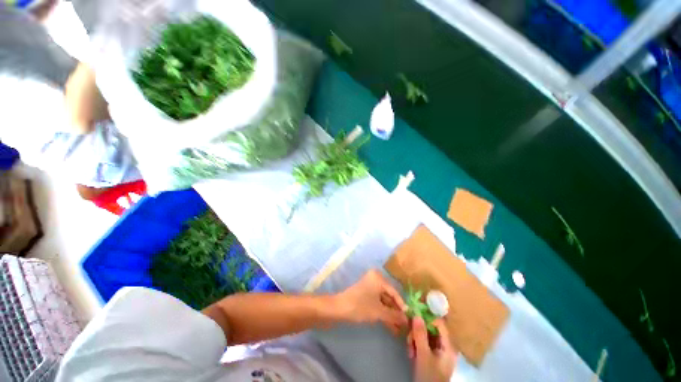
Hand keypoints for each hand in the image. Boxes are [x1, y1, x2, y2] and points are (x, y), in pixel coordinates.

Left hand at [334, 270, 407, 334]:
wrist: (339, 309)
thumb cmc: (360, 306)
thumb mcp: (379, 312)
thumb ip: (394, 315)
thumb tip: (407, 320)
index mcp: (378, 278)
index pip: (395, 292)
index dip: (402, 306)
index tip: (410, 318)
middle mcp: (375, 279)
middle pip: (389, 297)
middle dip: (396, 312)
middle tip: (405, 325)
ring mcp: (370, 287)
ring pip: (384, 301)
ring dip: (390, 314)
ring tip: (399, 329)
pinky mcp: (365, 294)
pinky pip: (377, 303)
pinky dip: (383, 313)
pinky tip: (391, 326)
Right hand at [408, 317, 456, 381]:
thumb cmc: (429, 376)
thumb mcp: (423, 355)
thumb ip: (420, 334)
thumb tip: (416, 314)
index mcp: (448, 345)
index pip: (439, 323)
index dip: (426, 318)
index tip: (413, 316)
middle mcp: (445, 345)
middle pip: (430, 329)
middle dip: (417, 332)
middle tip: (409, 339)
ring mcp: (438, 351)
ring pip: (424, 336)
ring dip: (414, 340)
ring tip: (409, 350)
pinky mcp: (432, 355)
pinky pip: (423, 343)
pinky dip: (416, 346)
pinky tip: (411, 354)